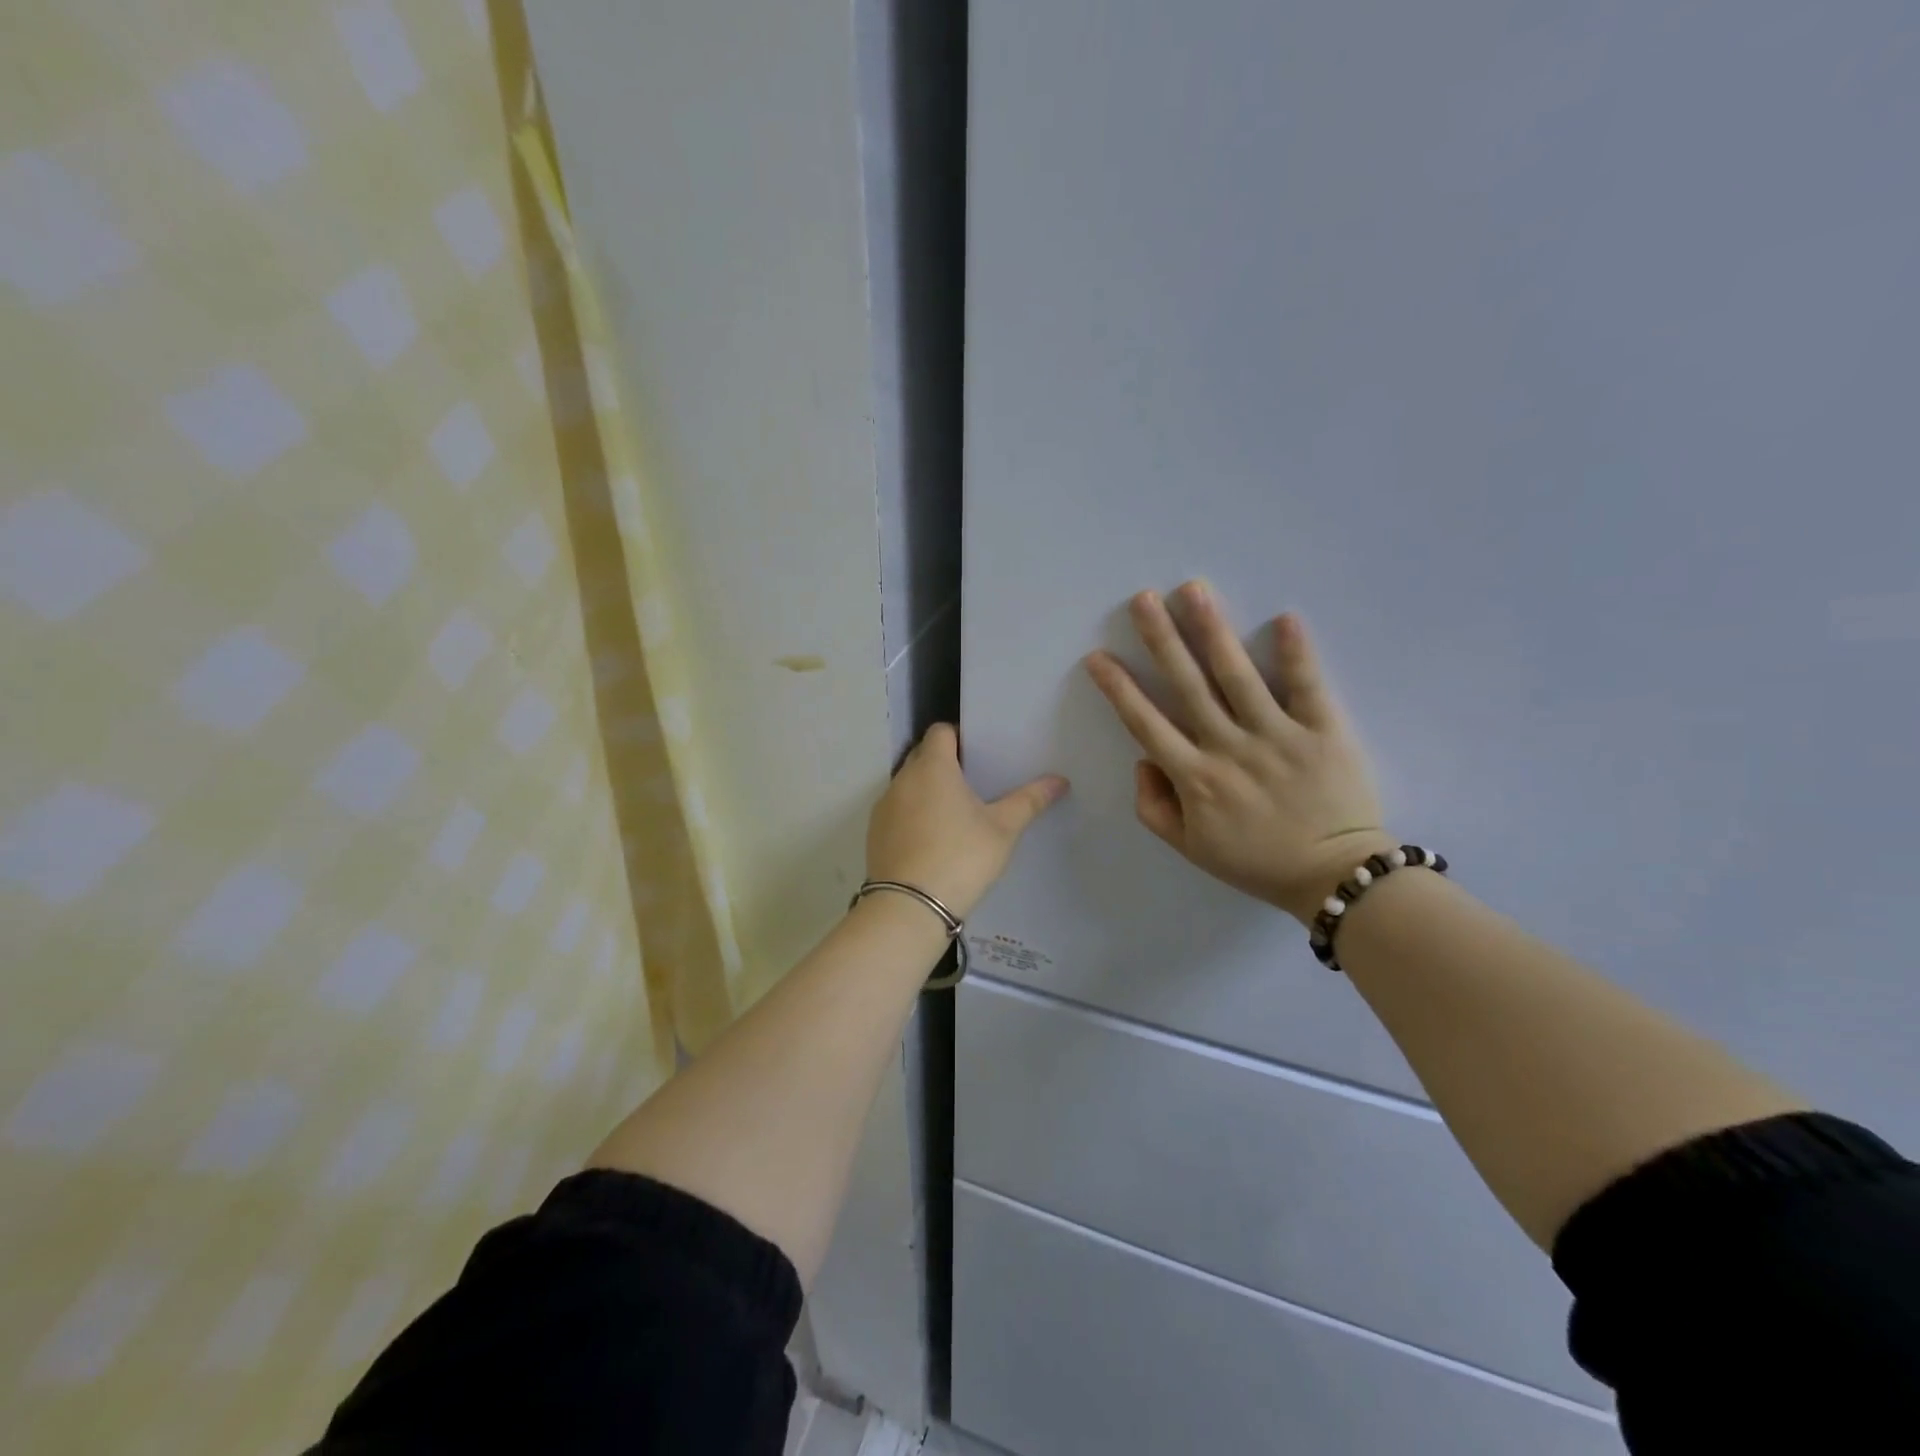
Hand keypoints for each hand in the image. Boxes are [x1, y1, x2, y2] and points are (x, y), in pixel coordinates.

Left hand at [865, 724, 1069, 918]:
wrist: (910, 906)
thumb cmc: (961, 857)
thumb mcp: (1003, 830)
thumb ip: (1029, 800)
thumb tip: (1060, 780)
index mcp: (933, 767)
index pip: (941, 731)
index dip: (959, 736)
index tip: (980, 754)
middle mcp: (902, 779)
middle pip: (922, 755)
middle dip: (945, 762)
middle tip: (974, 782)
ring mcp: (884, 807)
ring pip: (908, 785)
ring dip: (927, 790)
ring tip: (954, 812)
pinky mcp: (874, 833)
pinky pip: (897, 811)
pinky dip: (912, 815)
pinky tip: (932, 839)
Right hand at [1084, 582, 1394, 924]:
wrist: (1335, 877)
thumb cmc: (1256, 861)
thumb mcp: (1189, 848)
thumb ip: (1154, 806)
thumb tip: (1143, 759)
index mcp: (1194, 778)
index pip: (1145, 723)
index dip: (1119, 688)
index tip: (1097, 657)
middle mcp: (1229, 748)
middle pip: (1187, 685)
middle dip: (1161, 639)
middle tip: (1143, 599)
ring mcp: (1277, 736)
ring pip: (1238, 675)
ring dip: (1213, 631)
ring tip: (1194, 592)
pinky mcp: (1323, 731)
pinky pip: (1307, 686)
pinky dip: (1296, 652)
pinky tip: (1283, 617)